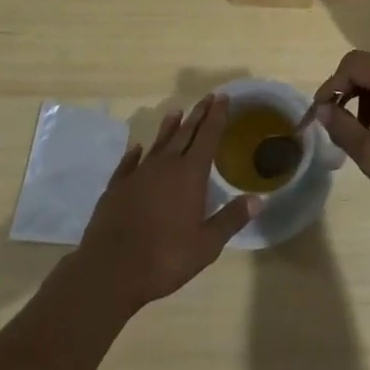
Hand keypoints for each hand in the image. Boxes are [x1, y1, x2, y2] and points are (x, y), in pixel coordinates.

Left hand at [75, 94, 258, 311]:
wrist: (109, 271)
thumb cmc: (164, 258)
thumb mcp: (206, 245)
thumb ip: (231, 218)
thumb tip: (259, 199)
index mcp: (190, 175)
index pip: (208, 137)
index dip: (217, 116)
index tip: (223, 97)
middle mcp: (165, 166)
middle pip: (184, 133)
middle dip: (198, 115)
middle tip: (208, 97)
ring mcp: (138, 175)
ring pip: (158, 144)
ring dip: (169, 128)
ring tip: (176, 111)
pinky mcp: (116, 188)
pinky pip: (128, 163)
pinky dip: (135, 154)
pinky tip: (137, 148)